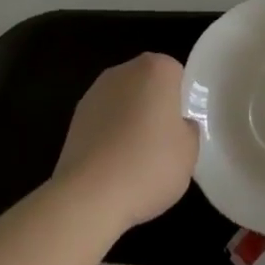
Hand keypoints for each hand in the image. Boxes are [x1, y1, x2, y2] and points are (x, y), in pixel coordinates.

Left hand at [54, 53, 198, 231]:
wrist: (89, 196)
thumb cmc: (148, 166)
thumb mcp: (189, 153)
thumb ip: (189, 130)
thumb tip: (179, 126)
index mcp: (157, 68)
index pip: (176, 74)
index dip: (180, 102)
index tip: (179, 130)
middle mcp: (125, 70)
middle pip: (147, 83)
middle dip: (153, 106)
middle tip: (161, 144)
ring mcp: (96, 91)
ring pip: (123, 102)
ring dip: (128, 120)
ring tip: (133, 161)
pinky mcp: (75, 116)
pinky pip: (103, 121)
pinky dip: (108, 136)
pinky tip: (111, 167)